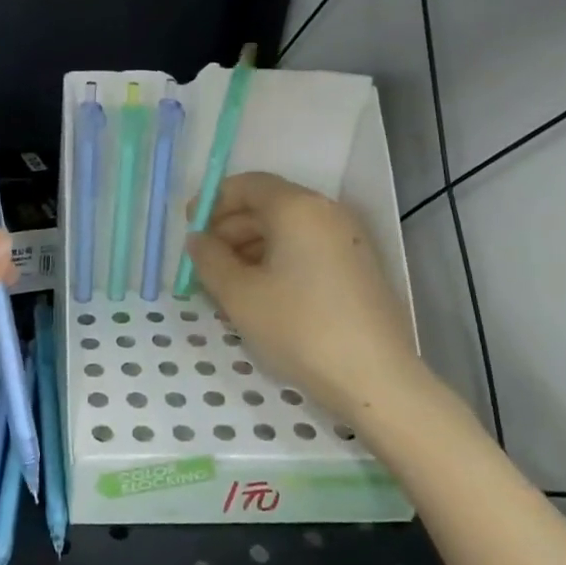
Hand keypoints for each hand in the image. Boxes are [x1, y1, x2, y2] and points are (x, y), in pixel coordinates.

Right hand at [184, 172, 422, 424]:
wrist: (375, 379)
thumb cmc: (299, 328)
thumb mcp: (239, 294)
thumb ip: (209, 259)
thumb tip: (198, 240)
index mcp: (297, 208)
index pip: (248, 185)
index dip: (214, 201)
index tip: (190, 227)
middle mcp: (327, 214)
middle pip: (268, 206)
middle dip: (230, 228)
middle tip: (204, 261)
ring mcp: (348, 240)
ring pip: (287, 230)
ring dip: (251, 248)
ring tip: (227, 285)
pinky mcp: (358, 268)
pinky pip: (307, 249)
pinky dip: (278, 261)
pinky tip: (260, 295)